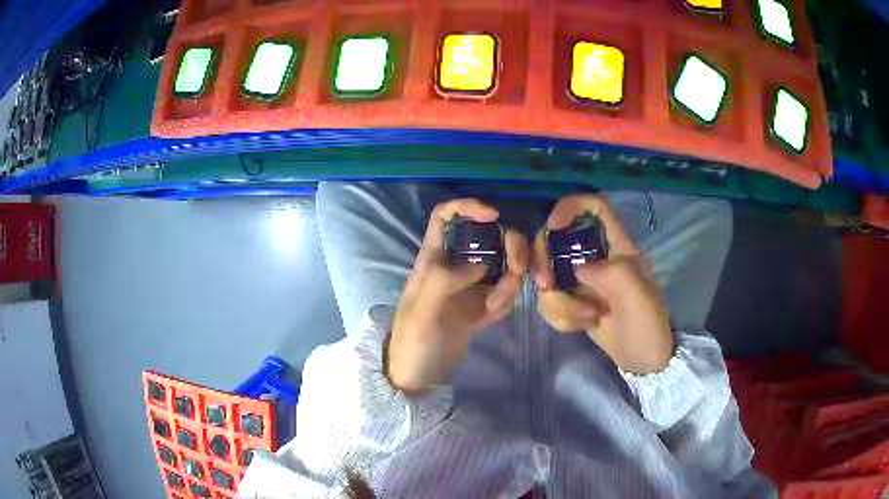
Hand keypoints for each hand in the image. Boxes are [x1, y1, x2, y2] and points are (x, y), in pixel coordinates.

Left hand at [387, 199, 528, 392]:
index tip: (494, 216)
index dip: (468, 206)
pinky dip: (504, 302)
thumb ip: (445, 282)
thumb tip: (481, 264)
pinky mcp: (480, 305)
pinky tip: (488, 319)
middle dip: (510, 249)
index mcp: (433, 258)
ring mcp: (470, 285)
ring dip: (508, 284)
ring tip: (492, 309)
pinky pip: (504, 292)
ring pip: (503, 265)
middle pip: (490, 237)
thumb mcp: (421, 312)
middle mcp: (454, 265)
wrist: (418, 375)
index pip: (445, 216)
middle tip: (517, 272)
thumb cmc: (412, 342)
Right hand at [531, 195, 672, 373]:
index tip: (552, 227)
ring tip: (586, 319)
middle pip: (556, 239)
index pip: (595, 207)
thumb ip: (610, 273)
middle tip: (547, 287)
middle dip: (544, 263)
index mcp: (617, 246)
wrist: (643, 360)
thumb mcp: (637, 297)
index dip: (571, 206)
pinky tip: (580, 327)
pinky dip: (559, 317)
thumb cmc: (647, 325)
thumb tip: (576, 269)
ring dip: (559, 302)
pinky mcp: (572, 302)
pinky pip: (550, 301)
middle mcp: (596, 257)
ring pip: (548, 276)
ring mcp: (581, 281)